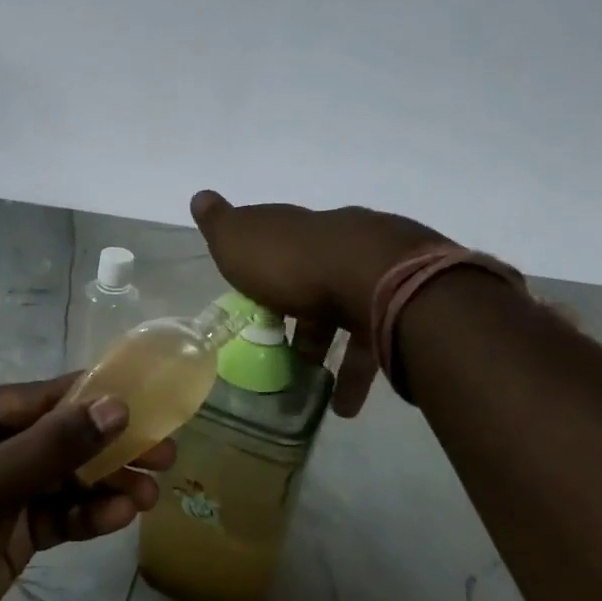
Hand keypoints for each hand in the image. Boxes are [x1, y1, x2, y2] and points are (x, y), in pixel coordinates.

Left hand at [0, 374, 175, 600]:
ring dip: (107, 484)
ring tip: (151, 495)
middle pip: (62, 437)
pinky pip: (60, 513)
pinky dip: (89, 515)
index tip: (151, 405)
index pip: (46, 397)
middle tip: (166, 454)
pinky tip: (121, 517)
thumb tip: (117, 407)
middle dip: (111, 447)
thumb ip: (54, 446)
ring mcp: (2, 491)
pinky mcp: (13, 532)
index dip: (98, 399)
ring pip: (67, 477)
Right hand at [190, 190, 447, 415]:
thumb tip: (200, 196)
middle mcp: (337, 243)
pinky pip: (373, 342)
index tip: (252, 298)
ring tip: (312, 389)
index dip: (263, 268)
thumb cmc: (292, 262)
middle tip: (282, 350)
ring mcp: (374, 273)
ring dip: (328, 350)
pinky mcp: (401, 307)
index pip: (277, 240)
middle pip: (314, 278)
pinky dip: (357, 374)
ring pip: (346, 311)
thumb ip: (219, 224)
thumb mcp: (239, 240)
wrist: (375, 276)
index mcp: (298, 229)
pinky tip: (345, 404)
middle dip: (299, 314)